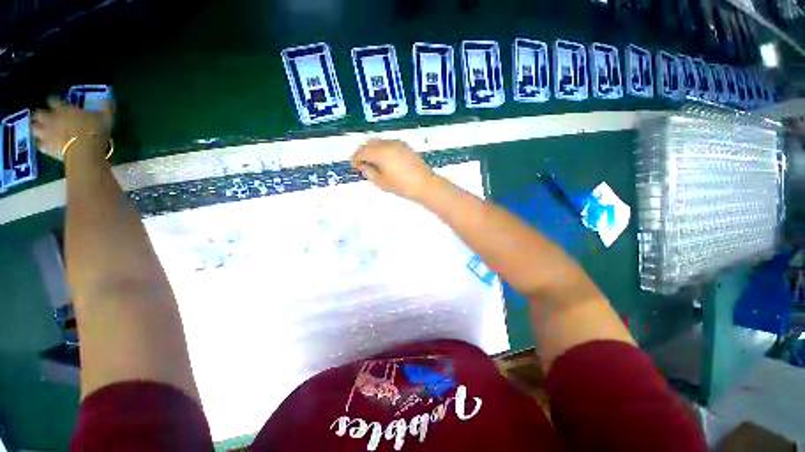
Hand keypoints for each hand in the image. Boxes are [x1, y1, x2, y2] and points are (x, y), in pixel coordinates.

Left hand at [33, 97, 113, 159]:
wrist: (86, 151)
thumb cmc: (95, 132)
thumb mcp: (106, 118)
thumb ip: (105, 109)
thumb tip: (108, 100)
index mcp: (64, 109)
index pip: (53, 100)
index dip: (53, 100)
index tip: (53, 101)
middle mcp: (52, 119)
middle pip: (39, 113)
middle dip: (39, 115)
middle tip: (42, 116)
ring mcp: (48, 134)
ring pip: (35, 128)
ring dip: (37, 128)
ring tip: (40, 130)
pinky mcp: (48, 147)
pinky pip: (40, 145)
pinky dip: (41, 144)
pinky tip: (44, 144)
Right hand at [350, 139, 437, 201]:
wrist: (425, 185)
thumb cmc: (402, 186)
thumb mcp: (382, 182)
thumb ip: (369, 172)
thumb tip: (362, 165)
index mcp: (380, 153)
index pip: (362, 152)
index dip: (356, 158)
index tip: (353, 165)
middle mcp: (387, 144)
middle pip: (369, 144)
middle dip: (363, 152)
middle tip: (362, 164)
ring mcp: (397, 143)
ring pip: (379, 142)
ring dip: (372, 150)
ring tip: (372, 163)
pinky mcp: (405, 146)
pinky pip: (388, 143)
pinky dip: (382, 149)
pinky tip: (384, 160)